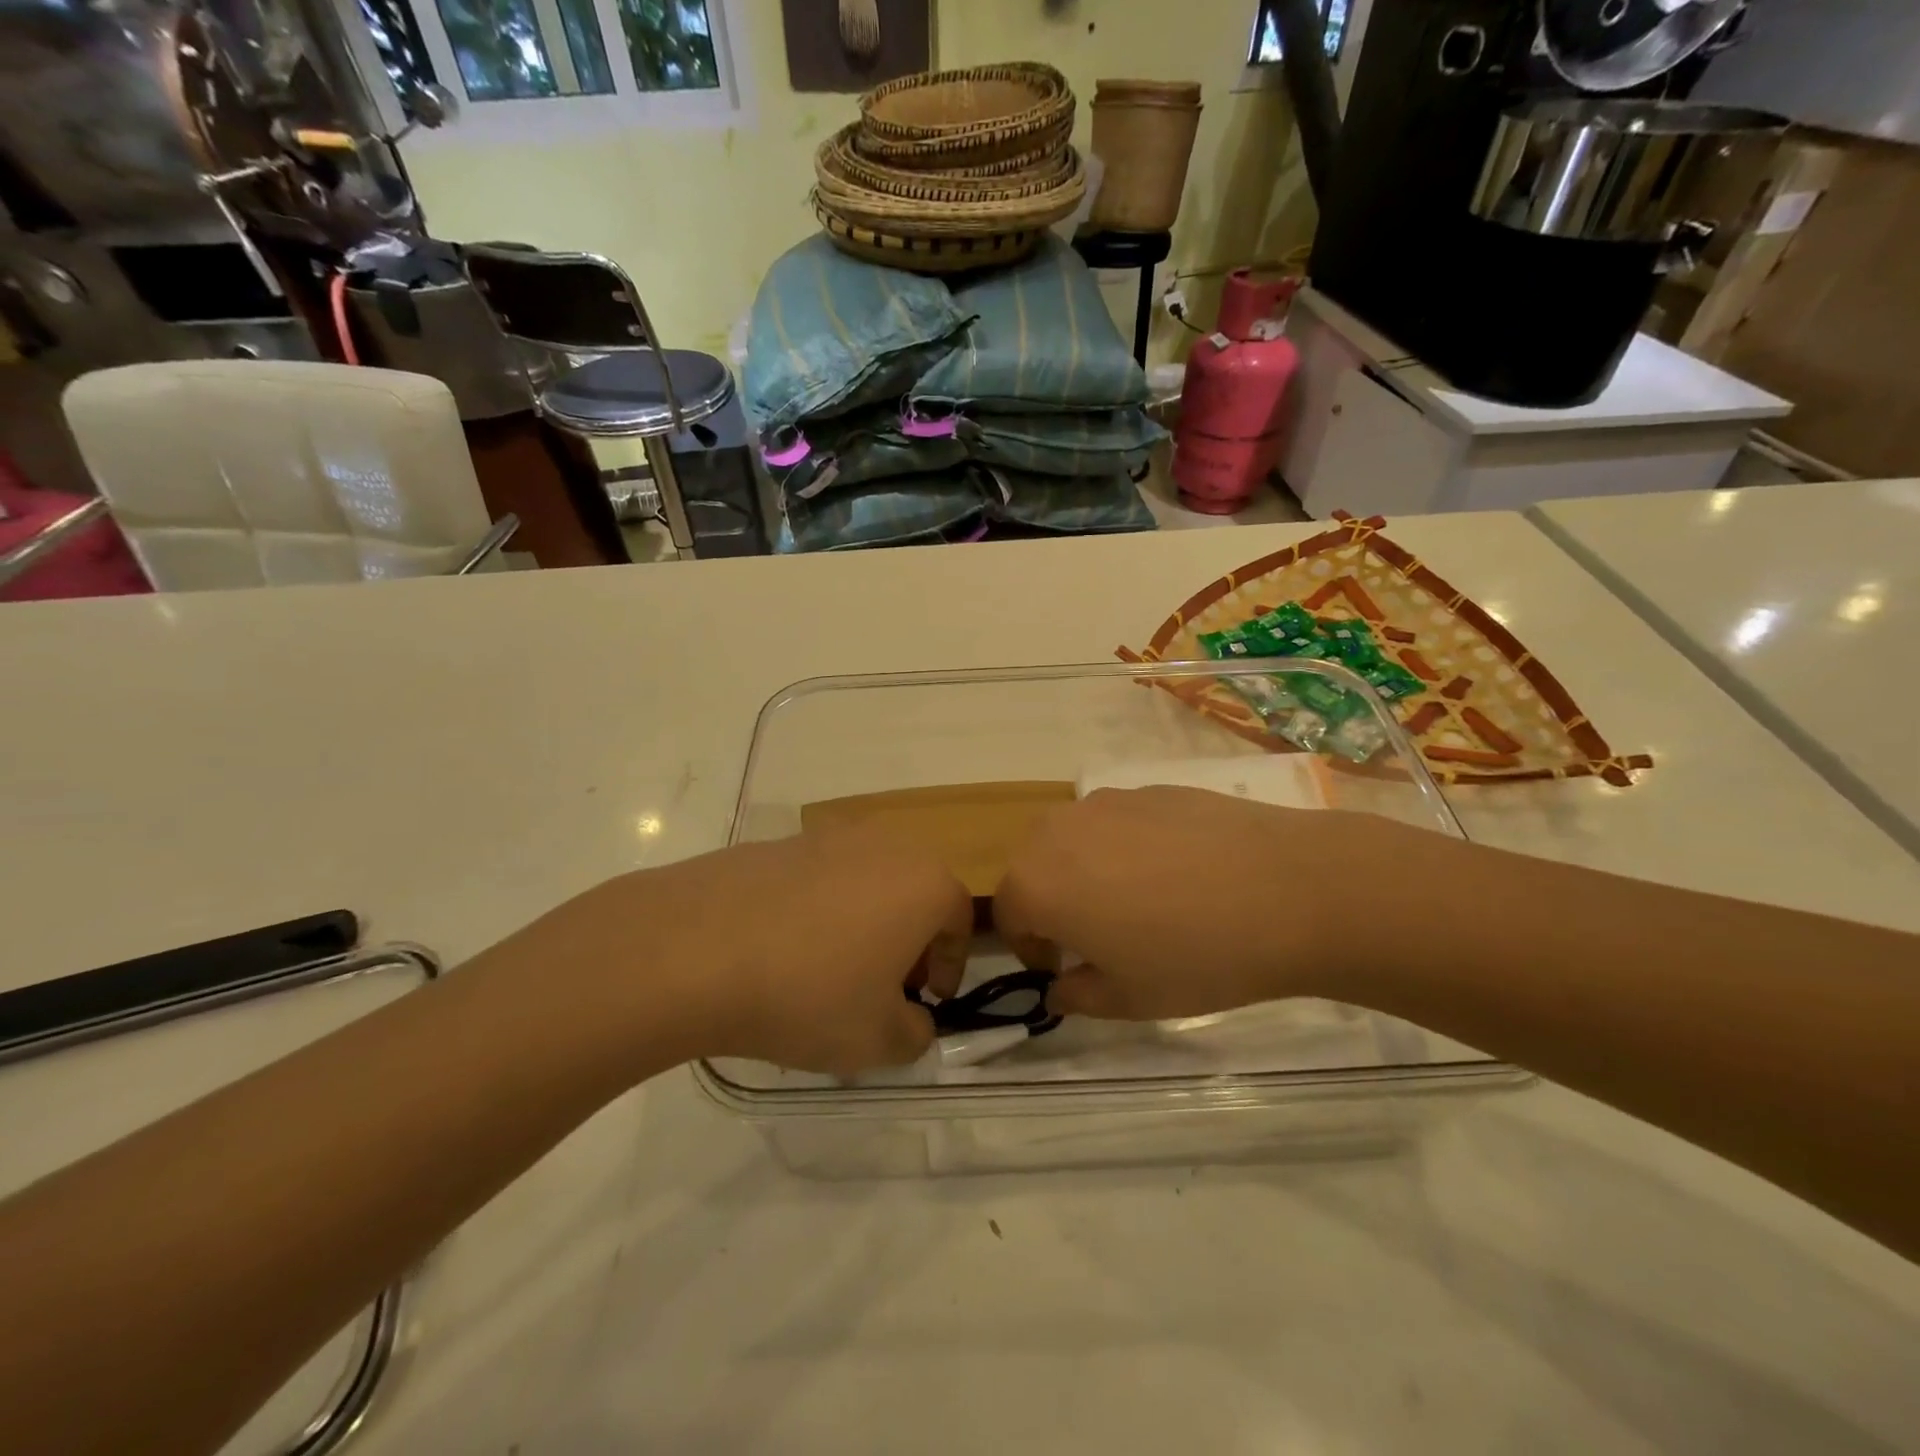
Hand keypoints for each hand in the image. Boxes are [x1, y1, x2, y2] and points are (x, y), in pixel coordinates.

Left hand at [552, 825, 971, 1076]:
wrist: (694, 949)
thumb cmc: (808, 994)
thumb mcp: (877, 1041)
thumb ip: (915, 1034)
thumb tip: (911, 1020)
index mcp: (924, 882)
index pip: (960, 921)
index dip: (949, 966)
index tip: (925, 1002)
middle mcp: (884, 846)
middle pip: (914, 894)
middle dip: (908, 942)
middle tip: (881, 988)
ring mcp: (826, 837)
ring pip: (865, 883)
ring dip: (862, 924)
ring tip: (826, 973)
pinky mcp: (777, 842)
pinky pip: (816, 879)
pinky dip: (815, 911)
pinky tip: (779, 952)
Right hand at [994, 786, 1385, 1019]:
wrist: (1288, 889)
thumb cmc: (1195, 956)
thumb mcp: (1129, 999)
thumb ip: (1078, 995)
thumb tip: (1060, 987)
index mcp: (1038, 883)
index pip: (1008, 915)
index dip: (1030, 948)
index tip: (1065, 969)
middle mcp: (1058, 831)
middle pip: (1032, 868)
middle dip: (1051, 903)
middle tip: (1098, 936)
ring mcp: (1105, 802)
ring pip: (1073, 840)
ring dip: (1084, 871)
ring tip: (1139, 901)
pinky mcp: (1148, 788)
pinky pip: (1116, 822)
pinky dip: (1125, 847)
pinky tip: (1177, 872)